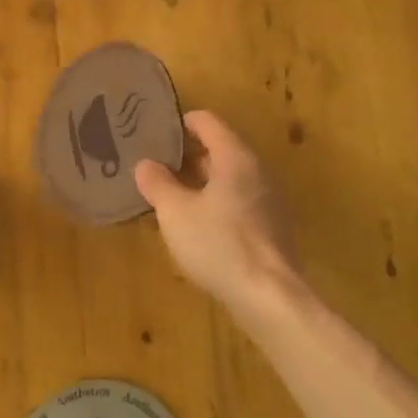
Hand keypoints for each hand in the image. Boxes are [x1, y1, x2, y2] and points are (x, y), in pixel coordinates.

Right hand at [135, 111, 300, 315]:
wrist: (268, 296)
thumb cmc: (218, 244)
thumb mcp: (175, 212)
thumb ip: (157, 183)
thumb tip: (146, 164)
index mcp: (235, 157)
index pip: (207, 121)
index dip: (179, 122)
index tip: (154, 132)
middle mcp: (257, 170)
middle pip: (219, 149)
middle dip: (186, 155)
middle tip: (153, 164)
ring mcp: (268, 199)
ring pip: (228, 178)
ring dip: (199, 182)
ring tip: (168, 195)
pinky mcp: (271, 227)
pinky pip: (237, 201)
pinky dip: (214, 203)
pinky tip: (194, 225)